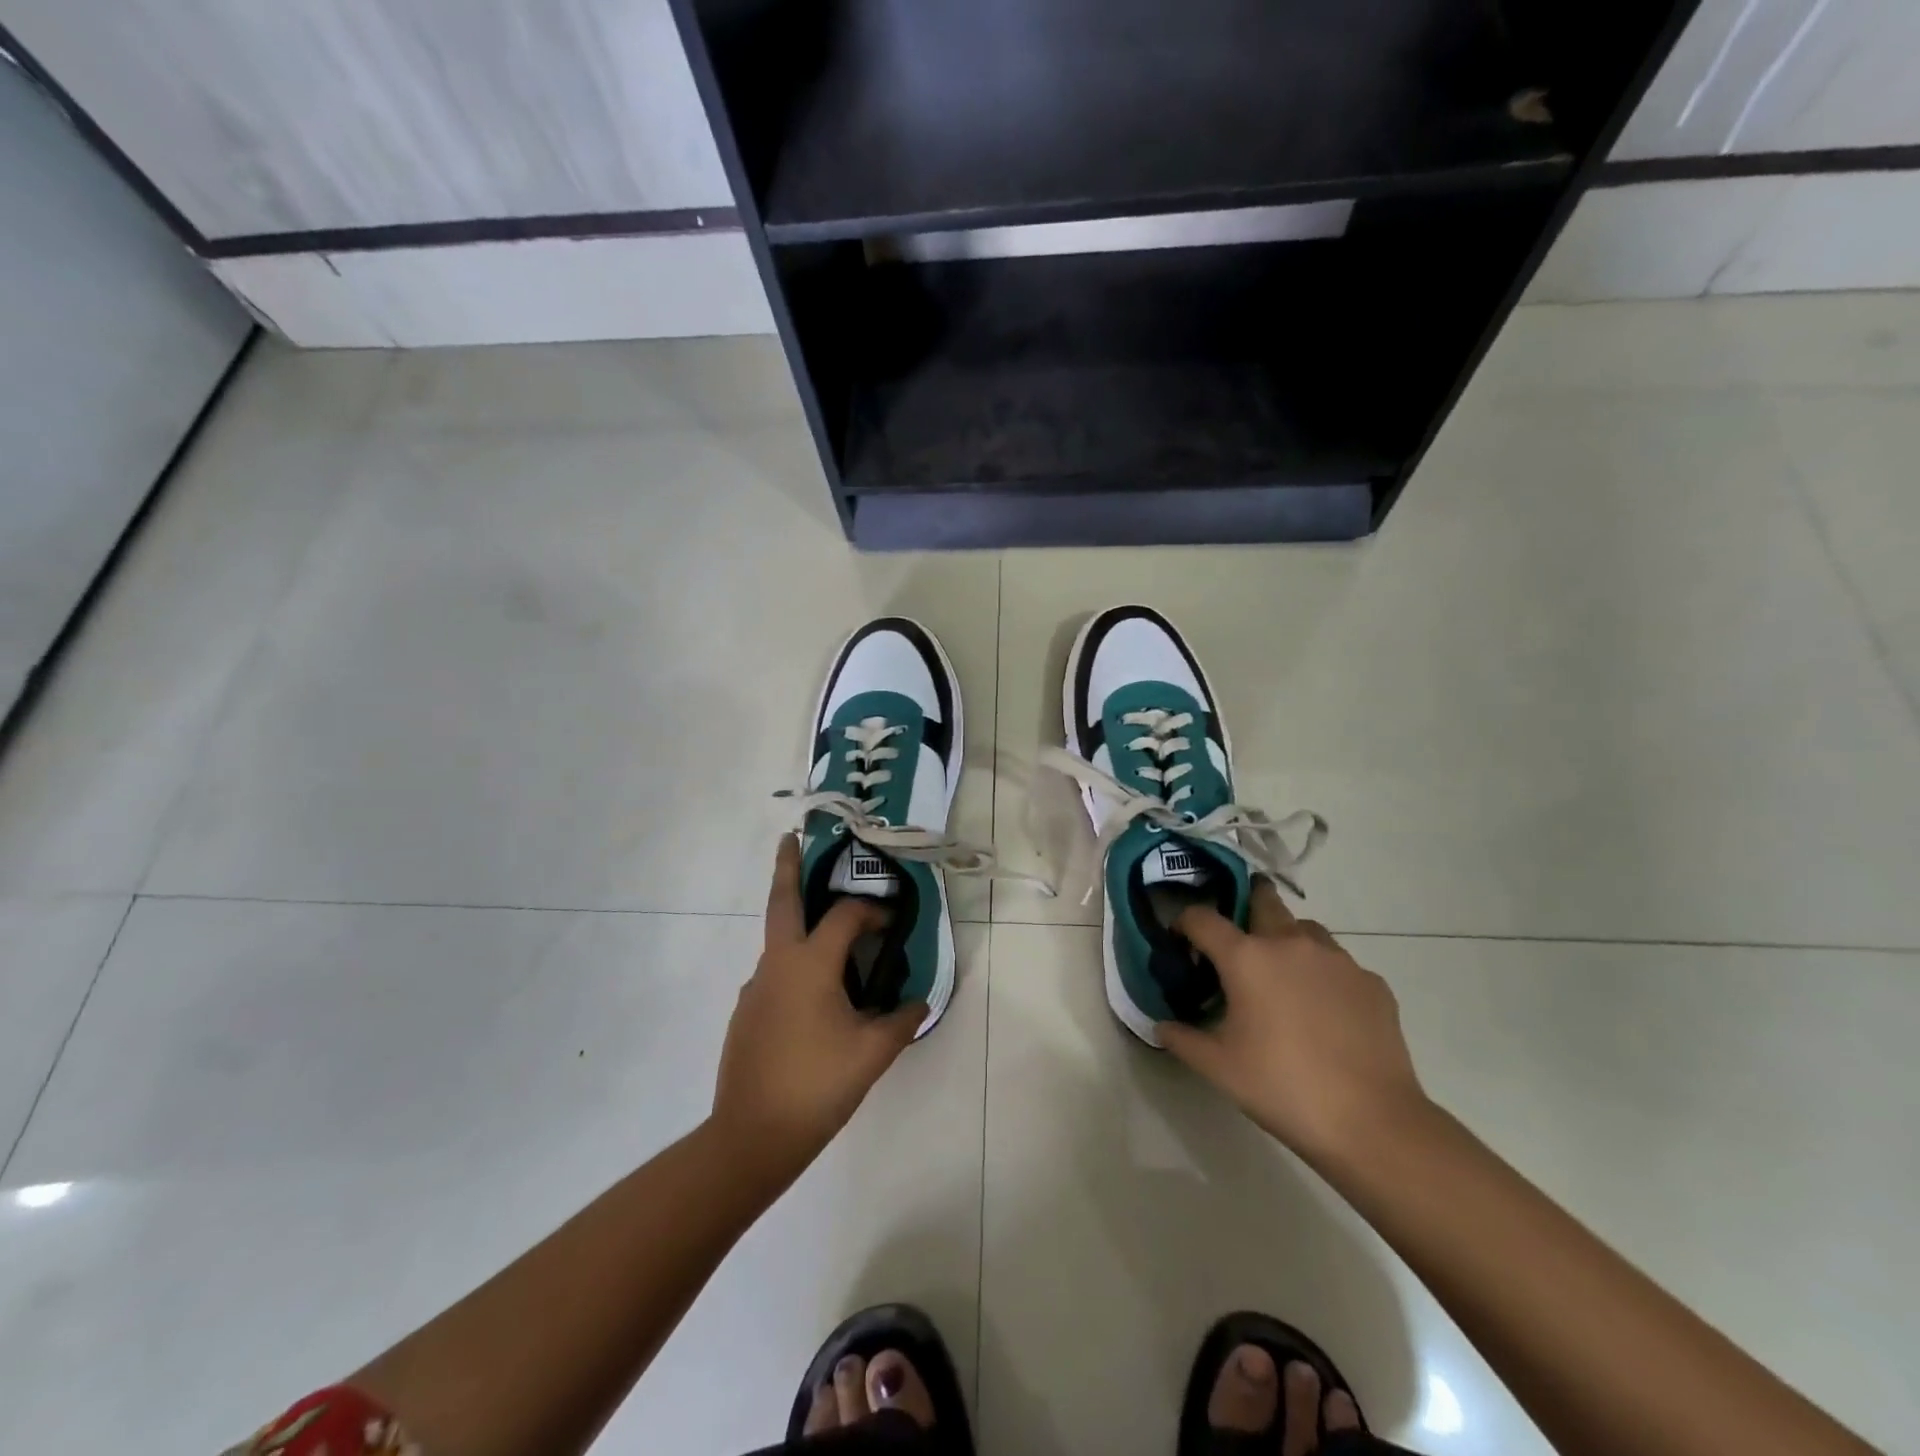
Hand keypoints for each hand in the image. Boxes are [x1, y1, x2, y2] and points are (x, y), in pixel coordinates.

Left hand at [712, 836, 925, 1177]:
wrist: (751, 1136)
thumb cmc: (817, 1085)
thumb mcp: (872, 1053)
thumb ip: (901, 1021)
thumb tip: (918, 1001)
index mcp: (809, 964)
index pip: (845, 917)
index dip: (872, 911)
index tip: (892, 921)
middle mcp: (777, 964)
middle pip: (781, 901)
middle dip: (787, 866)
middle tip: (790, 837)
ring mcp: (755, 988)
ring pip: (778, 942)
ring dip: (799, 925)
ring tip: (831, 941)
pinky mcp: (745, 1013)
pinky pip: (775, 975)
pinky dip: (795, 967)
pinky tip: (814, 1000)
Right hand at [1159, 881, 1427, 1163]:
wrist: (1372, 1123)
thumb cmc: (1282, 1088)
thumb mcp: (1218, 1068)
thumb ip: (1182, 1038)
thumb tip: (1162, 1026)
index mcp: (1247, 958)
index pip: (1202, 918)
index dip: (1184, 923)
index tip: (1181, 942)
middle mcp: (1291, 943)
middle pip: (1263, 899)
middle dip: (1245, 905)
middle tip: (1236, 940)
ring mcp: (1337, 960)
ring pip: (1304, 929)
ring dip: (1286, 939)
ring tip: (1282, 976)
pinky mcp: (1371, 982)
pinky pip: (1338, 964)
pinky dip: (1323, 974)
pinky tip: (1323, 1010)